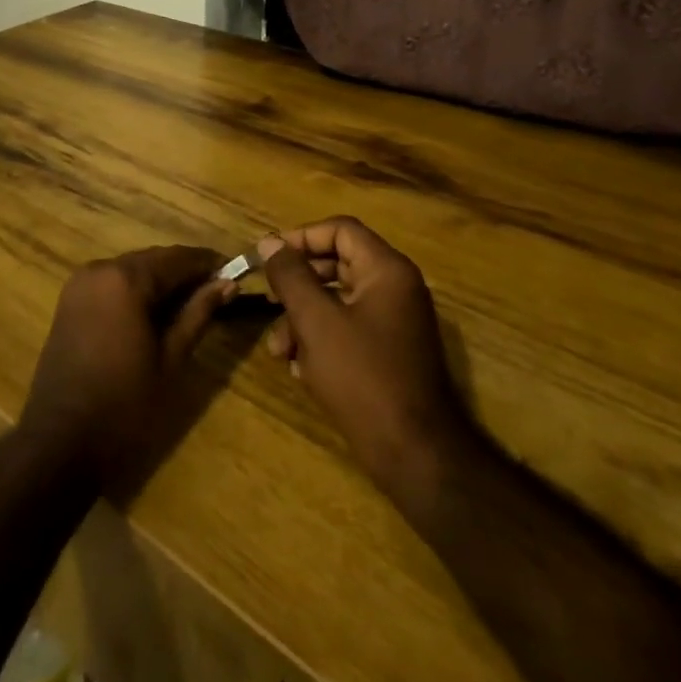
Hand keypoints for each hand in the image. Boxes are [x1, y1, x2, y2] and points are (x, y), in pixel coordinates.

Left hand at [19, 246, 236, 489]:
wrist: (62, 439)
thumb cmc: (125, 404)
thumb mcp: (171, 358)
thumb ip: (198, 314)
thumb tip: (227, 283)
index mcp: (126, 279)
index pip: (178, 258)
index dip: (209, 263)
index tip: (236, 271)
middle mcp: (99, 269)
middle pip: (153, 260)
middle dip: (185, 272)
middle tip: (219, 291)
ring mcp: (79, 284)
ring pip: (132, 270)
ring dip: (161, 281)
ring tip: (193, 304)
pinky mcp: (70, 301)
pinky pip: (111, 284)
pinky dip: (136, 291)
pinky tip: (157, 313)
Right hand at [259, 217, 470, 494]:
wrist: (412, 451)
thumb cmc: (361, 376)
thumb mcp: (316, 321)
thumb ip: (290, 276)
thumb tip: (269, 242)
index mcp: (387, 271)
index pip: (340, 230)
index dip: (300, 237)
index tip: (267, 258)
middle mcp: (395, 289)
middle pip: (336, 264)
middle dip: (297, 284)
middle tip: (267, 299)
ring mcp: (393, 322)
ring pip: (336, 300)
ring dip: (302, 318)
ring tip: (280, 349)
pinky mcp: (387, 352)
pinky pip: (346, 328)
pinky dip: (320, 340)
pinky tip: (300, 368)